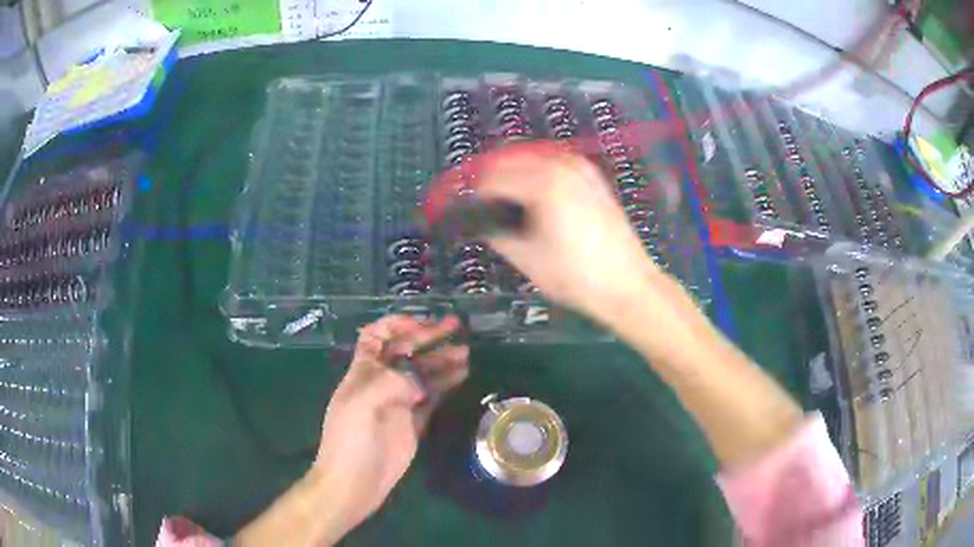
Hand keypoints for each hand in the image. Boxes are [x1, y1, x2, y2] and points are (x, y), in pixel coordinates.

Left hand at [313, 315, 468, 537]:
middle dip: (429, 337)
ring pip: (424, 373)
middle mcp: (382, 382)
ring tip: (466, 352)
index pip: (376, 336)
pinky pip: (432, 396)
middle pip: (407, 351)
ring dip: (443, 360)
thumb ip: (392, 383)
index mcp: (363, 371)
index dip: (396, 324)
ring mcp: (399, 402)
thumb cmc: (350, 439)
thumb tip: (419, 381)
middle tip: (457, 327)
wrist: (354, 481)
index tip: (421, 324)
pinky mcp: (414, 422)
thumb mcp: (362, 403)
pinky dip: (446, 383)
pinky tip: (461, 375)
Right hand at [475, 146, 660, 320]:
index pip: (491, 178)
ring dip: (511, 173)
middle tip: (480, 205)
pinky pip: (552, 163)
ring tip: (502, 201)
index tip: (465, 210)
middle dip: (490, 179)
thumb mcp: (526, 258)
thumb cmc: (576, 276)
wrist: (627, 285)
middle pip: (509, 158)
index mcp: (543, 183)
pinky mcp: (591, 177)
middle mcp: (561, 165)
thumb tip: (480, 222)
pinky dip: (535, 173)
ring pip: (531, 157)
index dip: (472, 195)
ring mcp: (580, 168)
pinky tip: (531, 196)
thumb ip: (495, 232)